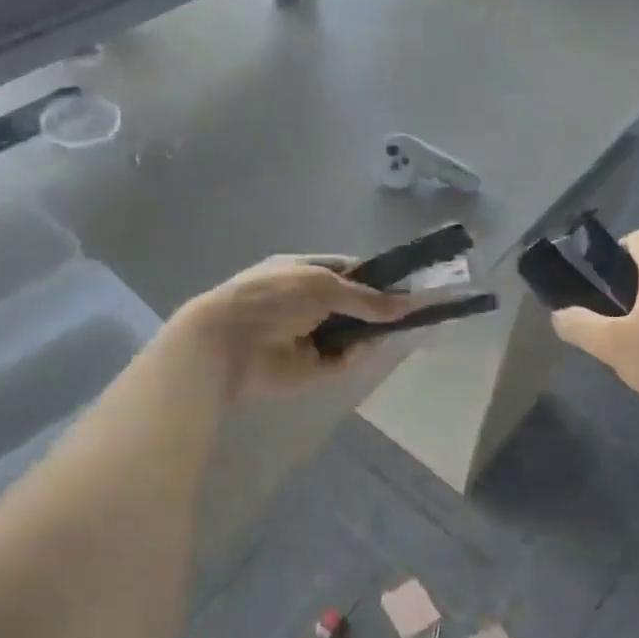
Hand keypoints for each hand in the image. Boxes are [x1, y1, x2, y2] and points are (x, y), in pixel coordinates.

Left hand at [170, 257, 416, 401]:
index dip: (374, 277)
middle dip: (376, 308)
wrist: (227, 344)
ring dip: (369, 333)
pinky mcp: (308, 367)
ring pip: (349, 333)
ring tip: (403, 329)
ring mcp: (307, 334)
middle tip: (412, 312)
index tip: (405, 285)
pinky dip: (355, 356)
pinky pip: (340, 360)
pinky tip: (373, 349)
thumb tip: (405, 304)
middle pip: (351, 304)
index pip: (346, 271)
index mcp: (302, 271)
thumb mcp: (322, 286)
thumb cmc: (272, 299)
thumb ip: (365, 298)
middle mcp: (306, 301)